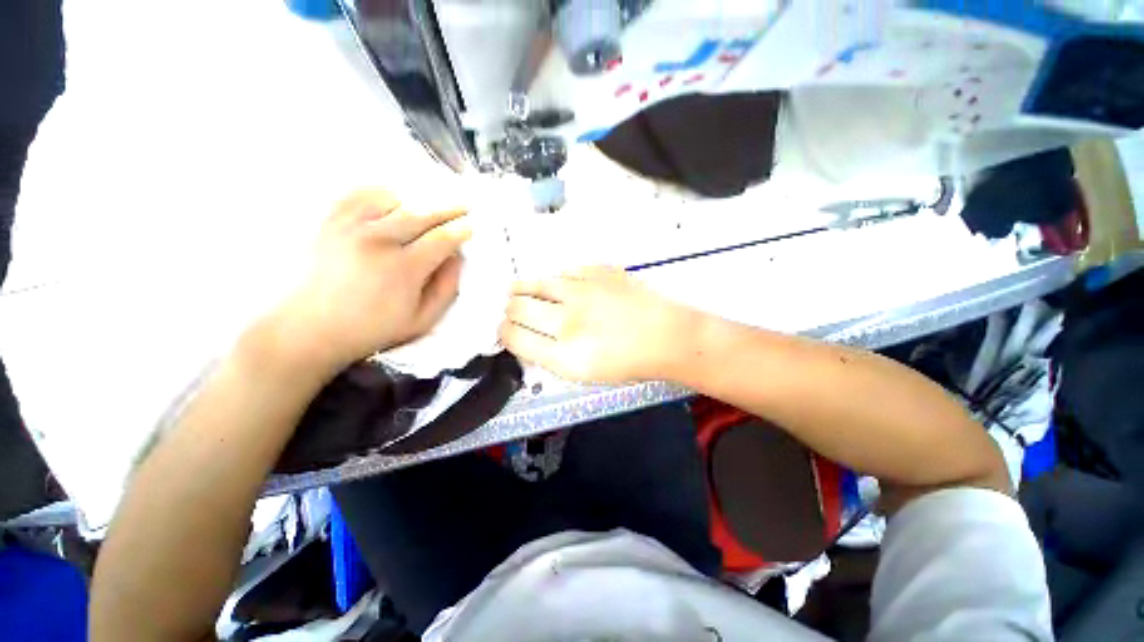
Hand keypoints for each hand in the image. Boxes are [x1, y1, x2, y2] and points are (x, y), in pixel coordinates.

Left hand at [271, 189, 470, 373]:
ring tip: (427, 211)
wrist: (312, 327)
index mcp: (403, 269)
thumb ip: (447, 288)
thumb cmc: (374, 328)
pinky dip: (382, 195)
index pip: (442, 239)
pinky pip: (361, 194)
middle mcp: (377, 241)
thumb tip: (456, 257)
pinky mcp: (331, 222)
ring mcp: (350, 227)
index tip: (471, 227)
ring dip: (417, 203)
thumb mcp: (423, 319)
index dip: (461, 230)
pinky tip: (393, 204)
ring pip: (394, 199)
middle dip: (448, 209)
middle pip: (422, 214)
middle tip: (464, 207)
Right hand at [500, 266, 695, 382]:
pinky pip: (562, 272)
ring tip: (517, 290)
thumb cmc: (627, 362)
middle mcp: (568, 321)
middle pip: (517, 307)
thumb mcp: (583, 374)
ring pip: (534, 283)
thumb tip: (524, 337)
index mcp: (564, 355)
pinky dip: (555, 280)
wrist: (666, 336)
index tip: (505, 330)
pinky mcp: (596, 271)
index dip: (503, 332)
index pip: (513, 337)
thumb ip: (548, 357)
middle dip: (508, 311)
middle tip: (512, 311)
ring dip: (521, 289)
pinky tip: (557, 286)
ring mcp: (582, 291)